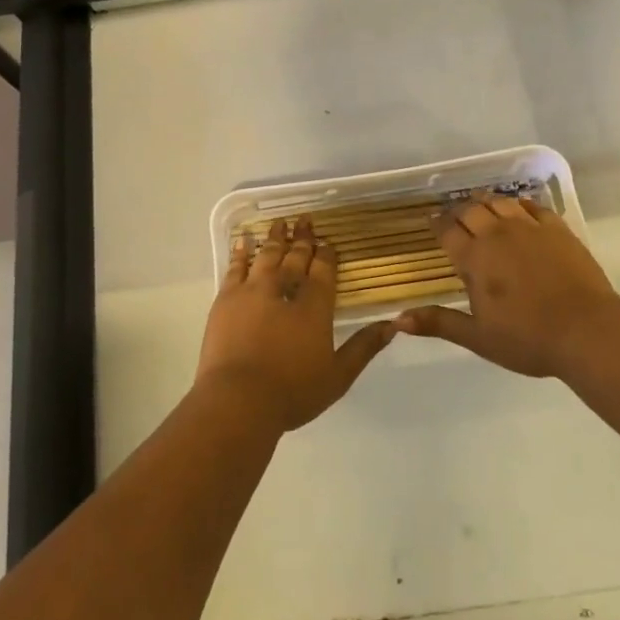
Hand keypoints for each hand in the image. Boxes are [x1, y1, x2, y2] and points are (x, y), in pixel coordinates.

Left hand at [195, 216, 395, 433]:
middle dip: (303, 238)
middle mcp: (284, 289)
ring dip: (275, 237)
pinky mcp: (226, 299)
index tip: (328, 241)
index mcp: (314, 306)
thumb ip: (364, 347)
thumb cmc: (293, 392)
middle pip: (295, 257)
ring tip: (280, 222)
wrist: (238, 400)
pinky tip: (244, 241)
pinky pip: (236, 267)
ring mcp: (252, 291)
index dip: (326, 254)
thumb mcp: (338, 376)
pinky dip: (241, 252)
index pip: (323, 270)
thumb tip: (393, 324)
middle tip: (305, 219)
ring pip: (267, 255)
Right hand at [395, 194, 619, 377]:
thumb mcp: (478, 337)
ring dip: (486, 202)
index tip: (432, 222)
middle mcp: (497, 234)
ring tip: (481, 206)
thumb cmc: (527, 339)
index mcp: (474, 258)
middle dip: (458, 211)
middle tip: (455, 216)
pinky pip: (533, 206)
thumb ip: (439, 323)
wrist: (587, 331)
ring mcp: (529, 227)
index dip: (437, 225)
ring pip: (499, 202)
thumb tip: (398, 320)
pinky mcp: (556, 228)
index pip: (447, 231)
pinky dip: (519, 204)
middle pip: (470, 210)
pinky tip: (519, 209)